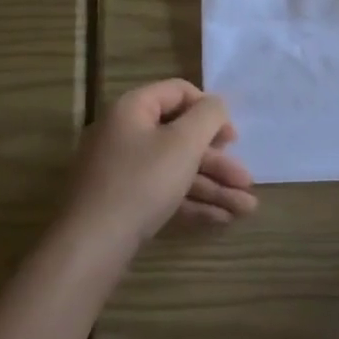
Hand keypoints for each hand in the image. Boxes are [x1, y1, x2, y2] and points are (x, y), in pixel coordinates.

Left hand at [63, 80, 257, 244]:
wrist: (91, 246)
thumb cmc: (142, 182)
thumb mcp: (183, 142)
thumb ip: (208, 116)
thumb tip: (216, 104)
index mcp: (133, 109)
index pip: (178, 92)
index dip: (210, 109)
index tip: (232, 137)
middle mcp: (125, 134)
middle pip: (181, 137)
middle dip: (218, 161)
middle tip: (246, 180)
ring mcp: (121, 171)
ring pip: (176, 170)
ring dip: (213, 186)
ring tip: (246, 208)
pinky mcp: (123, 203)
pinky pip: (164, 193)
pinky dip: (192, 202)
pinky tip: (222, 219)